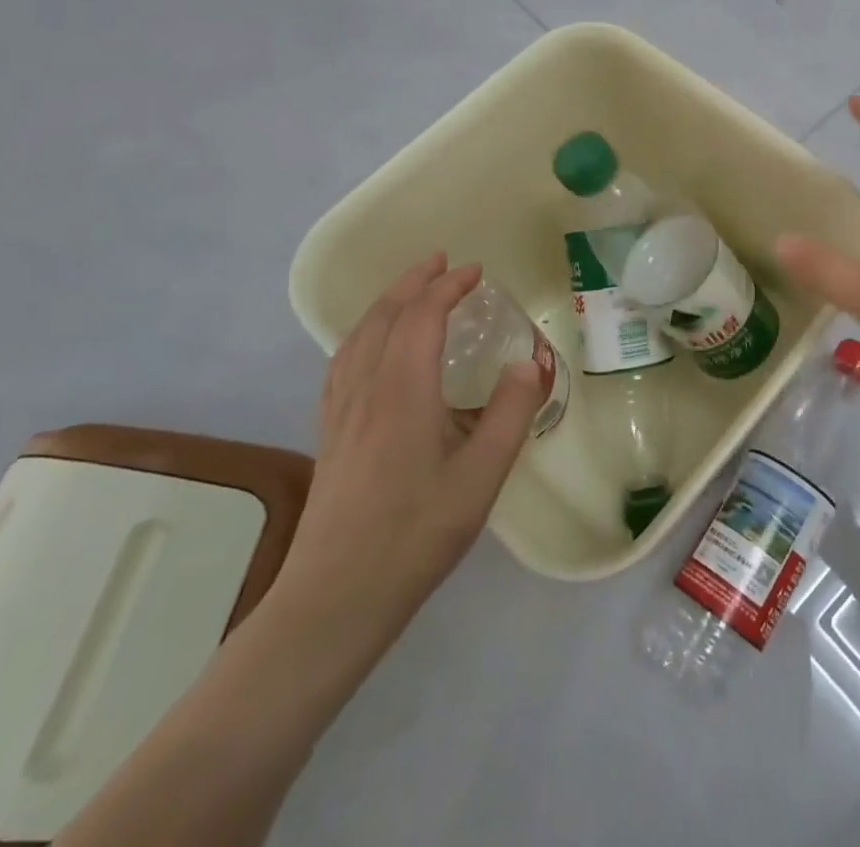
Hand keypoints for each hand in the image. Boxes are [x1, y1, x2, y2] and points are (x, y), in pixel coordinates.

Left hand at [268, 255, 544, 677]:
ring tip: (409, 290)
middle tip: (441, 262)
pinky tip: (370, 348)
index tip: (475, 272)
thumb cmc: (416, 533)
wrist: (336, 597)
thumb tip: (530, 361)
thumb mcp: (482, 475)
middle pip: (385, 315)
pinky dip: (364, 333)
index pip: (423, 315)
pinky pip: (344, 360)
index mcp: (404, 389)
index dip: (448, 286)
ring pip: (359, 335)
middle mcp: (367, 387)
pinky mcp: (329, 433)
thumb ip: (511, 412)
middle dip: (414, 281)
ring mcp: (341, 410)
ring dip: (387, 302)